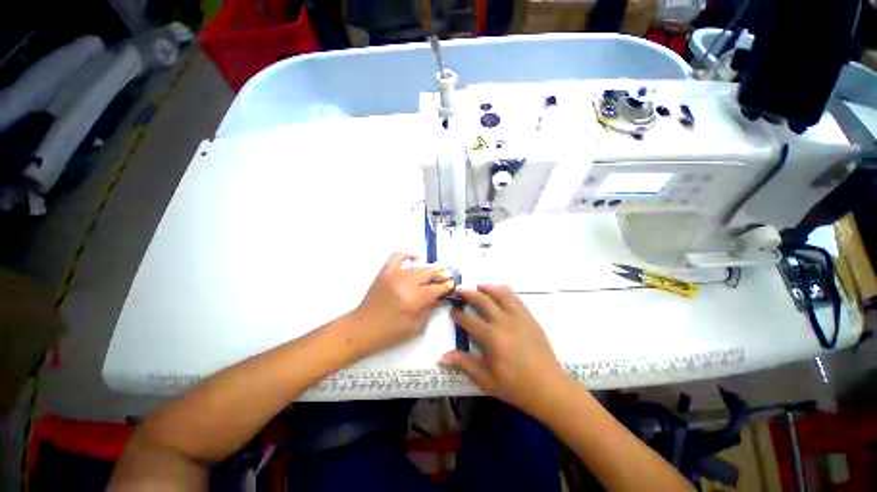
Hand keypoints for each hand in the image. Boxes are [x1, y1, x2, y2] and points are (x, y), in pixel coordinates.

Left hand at [350, 252, 454, 355]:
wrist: (362, 327)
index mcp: (413, 300)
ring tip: (437, 271)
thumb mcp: (415, 326)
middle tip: (447, 277)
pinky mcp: (385, 271)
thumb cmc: (389, 332)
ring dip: (430, 268)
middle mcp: (405, 283)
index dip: (446, 286)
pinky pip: (398, 256)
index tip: (452, 285)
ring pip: (418, 267)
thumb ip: (430, 309)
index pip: (435, 288)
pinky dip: (408, 254)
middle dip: (441, 275)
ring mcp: (394, 275)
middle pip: (429, 274)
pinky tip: (416, 258)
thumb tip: (441, 297)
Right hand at [440, 285, 571, 418]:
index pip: (469, 321)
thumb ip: (465, 364)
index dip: (458, 315)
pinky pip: (515, 298)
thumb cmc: (516, 386)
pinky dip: (505, 291)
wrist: (549, 387)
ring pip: (500, 294)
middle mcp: (504, 322)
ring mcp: (518, 317)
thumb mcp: (487, 379)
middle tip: (459, 289)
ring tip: (478, 285)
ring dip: (487, 288)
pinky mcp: (529, 317)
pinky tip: (500, 290)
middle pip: (482, 301)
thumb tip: (443, 357)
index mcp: (492, 338)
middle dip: (468, 293)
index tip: (452, 310)